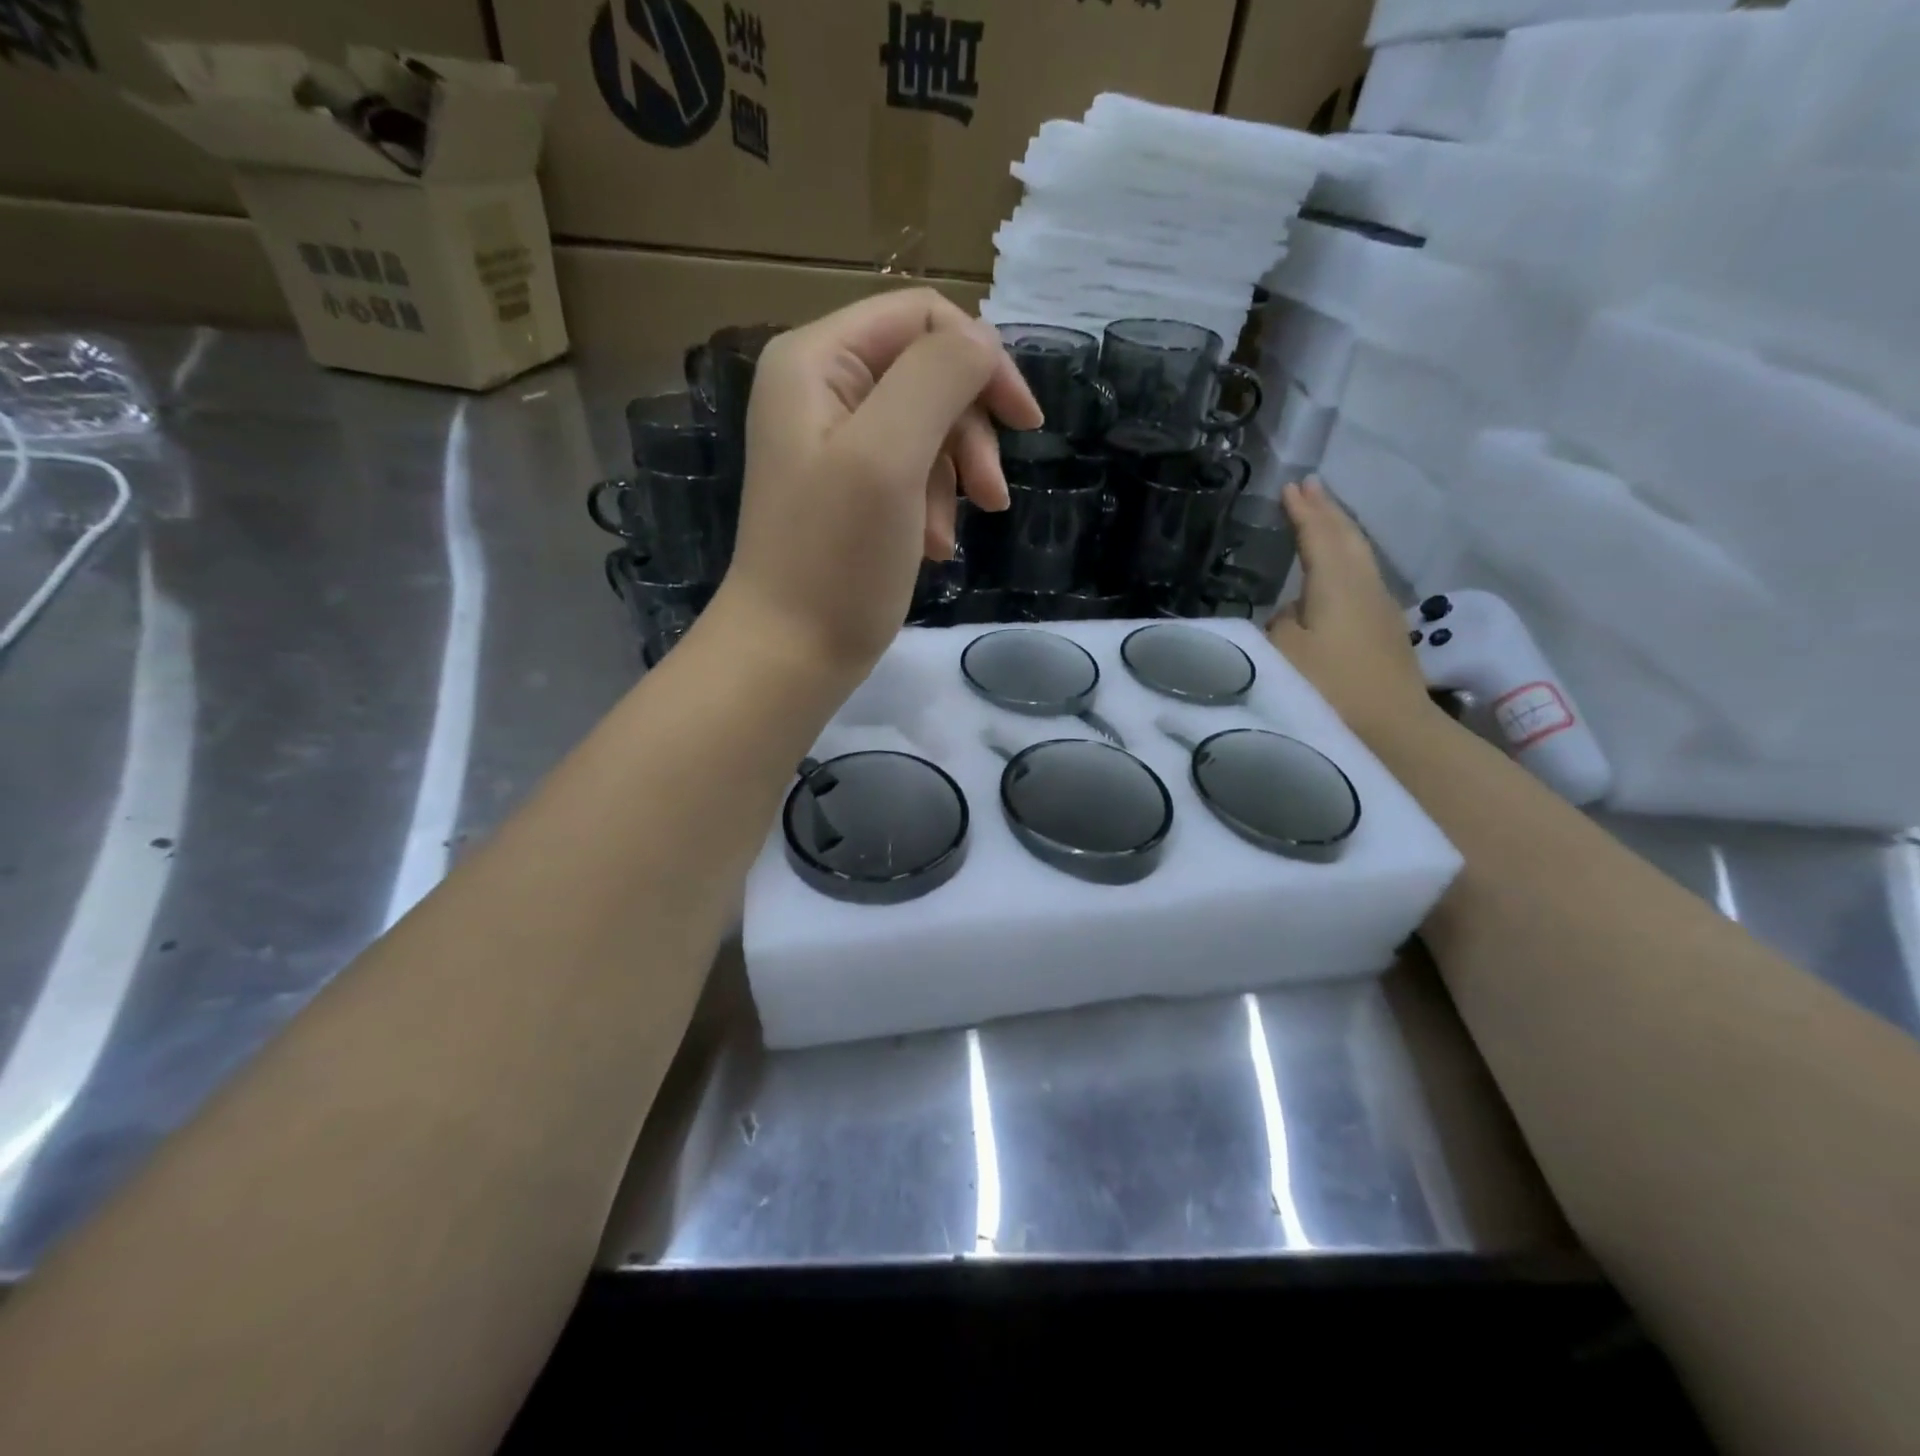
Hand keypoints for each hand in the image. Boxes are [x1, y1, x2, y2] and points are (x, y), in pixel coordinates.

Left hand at [713, 289, 1040, 679]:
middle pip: (928, 373)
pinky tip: (933, 547)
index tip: (1024, 424)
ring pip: (927, 427)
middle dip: (969, 432)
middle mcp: (819, 389)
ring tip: (947, 536)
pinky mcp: (847, 490)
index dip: (982, 359)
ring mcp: (832, 443)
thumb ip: (938, 377)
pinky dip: (933, 505)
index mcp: (817, 361)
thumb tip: (983, 342)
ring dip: (954, 477)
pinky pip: (911, 472)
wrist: (790, 654)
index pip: (922, 316)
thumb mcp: (889, 455)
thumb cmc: (836, 559)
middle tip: (990, 496)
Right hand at [1267, 478, 1434, 742]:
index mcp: (1337, 584)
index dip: (1303, 511)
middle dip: (1327, 511)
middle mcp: (1365, 586)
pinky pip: (1362, 578)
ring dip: (1340, 533)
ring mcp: (1380, 609)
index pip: (1319, 535)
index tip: (1290, 486)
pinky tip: (1337, 573)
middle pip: (1348, 537)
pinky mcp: (1384, 633)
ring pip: (1359, 556)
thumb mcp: (1282, 654)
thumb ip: (1279, 623)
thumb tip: (1291, 613)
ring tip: (1324, 518)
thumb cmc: (1329, 689)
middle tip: (1310, 487)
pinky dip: (1346, 560)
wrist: (1393, 732)